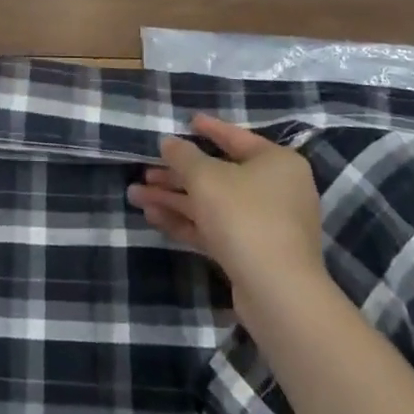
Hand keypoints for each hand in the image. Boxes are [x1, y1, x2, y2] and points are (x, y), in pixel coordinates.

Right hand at [127, 114, 326, 299]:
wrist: (277, 293)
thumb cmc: (244, 216)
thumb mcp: (206, 177)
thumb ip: (183, 155)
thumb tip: (168, 142)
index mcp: (276, 163)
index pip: (237, 137)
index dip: (209, 128)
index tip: (187, 121)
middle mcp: (276, 190)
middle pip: (218, 174)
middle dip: (177, 174)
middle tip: (145, 171)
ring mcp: (266, 225)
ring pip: (212, 204)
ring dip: (174, 199)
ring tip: (135, 196)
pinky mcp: (253, 254)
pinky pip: (215, 229)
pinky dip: (187, 222)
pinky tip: (154, 218)